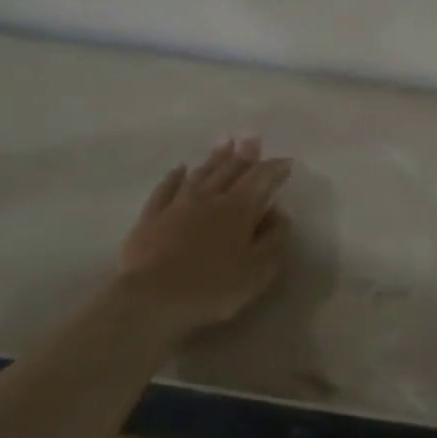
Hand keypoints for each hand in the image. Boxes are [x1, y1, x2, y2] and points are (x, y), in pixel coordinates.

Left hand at [117, 138, 293, 334]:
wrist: (152, 298)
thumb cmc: (214, 287)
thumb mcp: (259, 270)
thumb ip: (274, 239)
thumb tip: (280, 212)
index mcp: (238, 210)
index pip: (261, 180)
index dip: (274, 169)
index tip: (286, 162)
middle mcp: (209, 198)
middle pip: (230, 170)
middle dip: (245, 155)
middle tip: (253, 139)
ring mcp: (177, 205)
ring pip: (200, 174)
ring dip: (215, 158)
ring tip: (226, 144)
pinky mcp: (151, 217)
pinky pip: (165, 188)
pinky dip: (175, 176)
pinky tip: (180, 168)